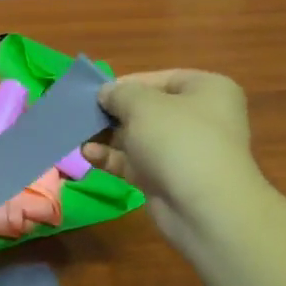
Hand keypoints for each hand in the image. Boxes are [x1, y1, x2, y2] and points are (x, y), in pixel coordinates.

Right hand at [81, 70, 266, 248]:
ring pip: (138, 137)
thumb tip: (106, 93)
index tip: (96, 93)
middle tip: (83, 115)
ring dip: (108, 137)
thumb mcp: (143, 105)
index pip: (160, 79)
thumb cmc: (178, 140)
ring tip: (79, 135)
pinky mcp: (166, 178)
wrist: (204, 206)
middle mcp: (199, 117)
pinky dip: (112, 158)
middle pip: (147, 109)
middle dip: (113, 114)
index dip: (126, 84)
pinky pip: (134, 162)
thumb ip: (119, 94)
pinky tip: (87, 155)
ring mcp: (183, 150)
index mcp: (206, 90)